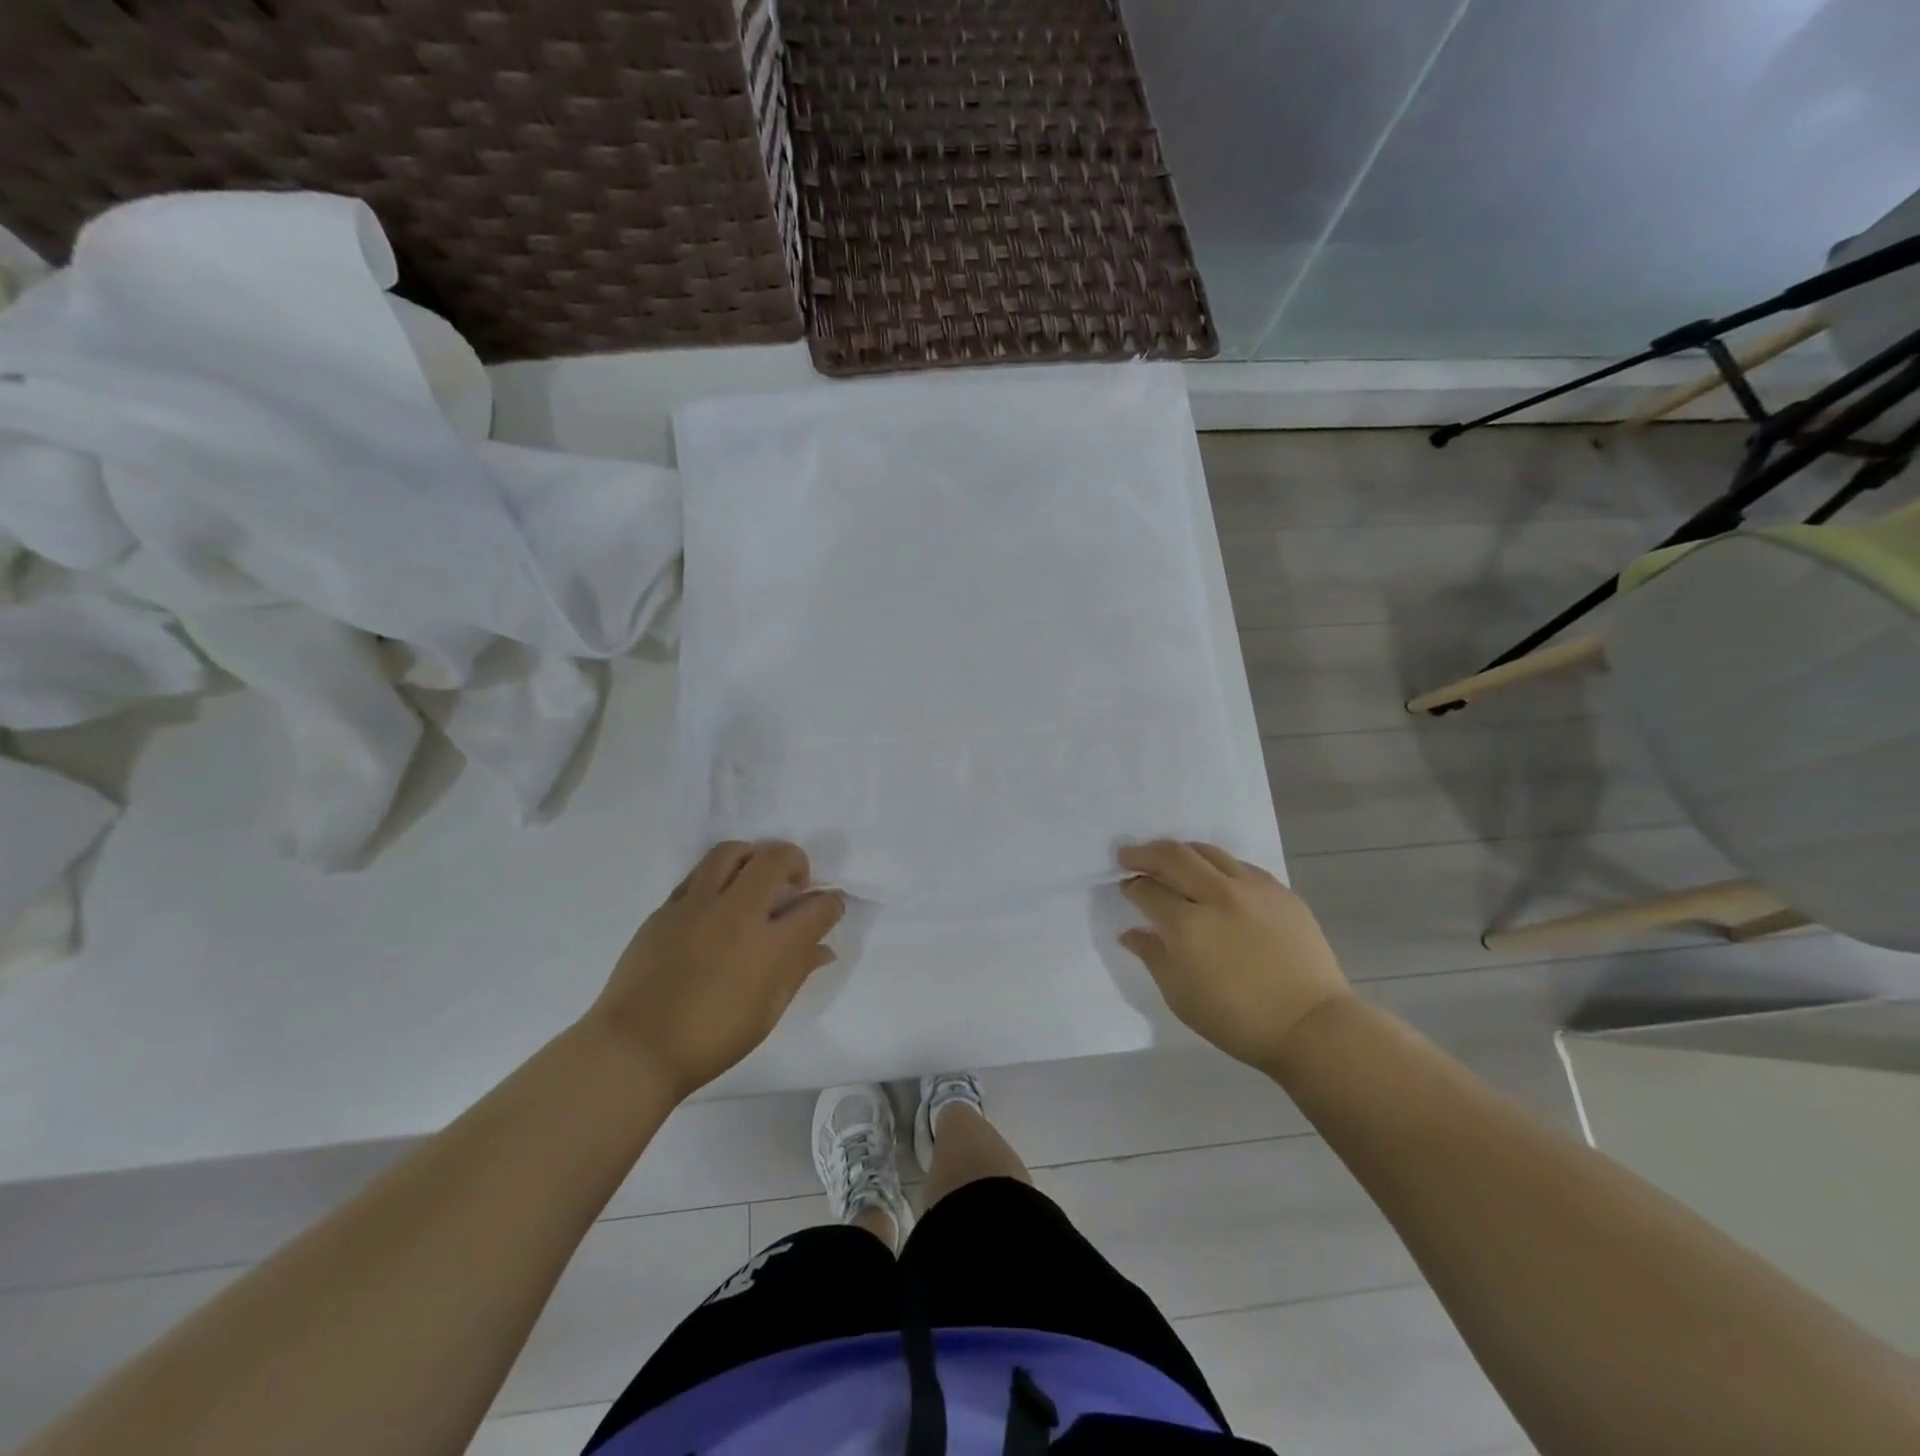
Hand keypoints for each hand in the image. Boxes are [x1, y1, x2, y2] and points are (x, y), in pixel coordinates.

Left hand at [589, 841, 843, 1099]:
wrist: (636, 1048)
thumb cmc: (711, 1041)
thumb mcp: (767, 1013)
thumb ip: (797, 972)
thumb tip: (823, 949)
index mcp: (771, 947)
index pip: (818, 906)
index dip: (832, 904)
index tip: (829, 908)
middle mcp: (738, 914)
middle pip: (776, 858)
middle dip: (796, 862)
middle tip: (794, 883)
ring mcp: (699, 906)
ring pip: (732, 852)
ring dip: (753, 858)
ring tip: (754, 879)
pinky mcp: (668, 908)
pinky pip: (699, 874)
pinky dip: (719, 877)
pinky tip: (719, 900)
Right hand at [1118, 841, 1351, 1070]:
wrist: (1311, 1025)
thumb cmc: (1238, 1020)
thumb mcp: (1181, 996)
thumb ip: (1153, 957)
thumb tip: (1132, 933)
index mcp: (1188, 925)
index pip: (1148, 891)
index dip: (1132, 887)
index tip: (1126, 887)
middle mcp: (1217, 895)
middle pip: (1174, 856)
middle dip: (1146, 853)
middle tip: (1130, 856)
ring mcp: (1253, 889)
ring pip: (1208, 852)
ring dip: (1182, 852)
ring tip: (1171, 860)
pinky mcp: (1281, 892)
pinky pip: (1240, 866)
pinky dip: (1218, 865)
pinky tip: (1216, 878)